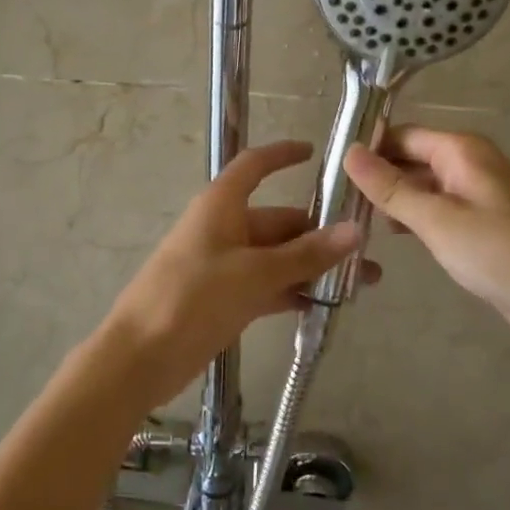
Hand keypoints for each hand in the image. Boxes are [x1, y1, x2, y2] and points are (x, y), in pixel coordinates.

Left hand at [98, 140, 372, 408]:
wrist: (140, 357)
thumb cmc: (192, 298)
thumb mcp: (254, 274)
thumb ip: (305, 255)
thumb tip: (354, 231)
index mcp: (222, 205)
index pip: (255, 166)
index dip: (282, 155)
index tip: (315, 153)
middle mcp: (224, 228)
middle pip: (278, 221)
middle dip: (321, 234)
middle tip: (369, 251)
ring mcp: (224, 265)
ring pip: (277, 258)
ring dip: (314, 268)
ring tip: (363, 283)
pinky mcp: (224, 299)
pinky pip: (267, 286)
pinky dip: (293, 291)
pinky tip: (329, 305)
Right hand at [343, 126, 509, 368]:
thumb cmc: (500, 255)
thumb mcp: (436, 220)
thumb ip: (390, 187)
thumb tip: (349, 151)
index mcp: (462, 151)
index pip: (402, 134)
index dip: (368, 148)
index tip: (331, 171)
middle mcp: (471, 163)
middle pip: (412, 157)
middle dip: (378, 176)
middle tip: (336, 201)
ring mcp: (479, 194)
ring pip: (423, 185)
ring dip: (394, 199)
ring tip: (355, 220)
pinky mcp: (484, 223)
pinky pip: (439, 208)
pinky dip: (415, 217)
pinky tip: (394, 236)